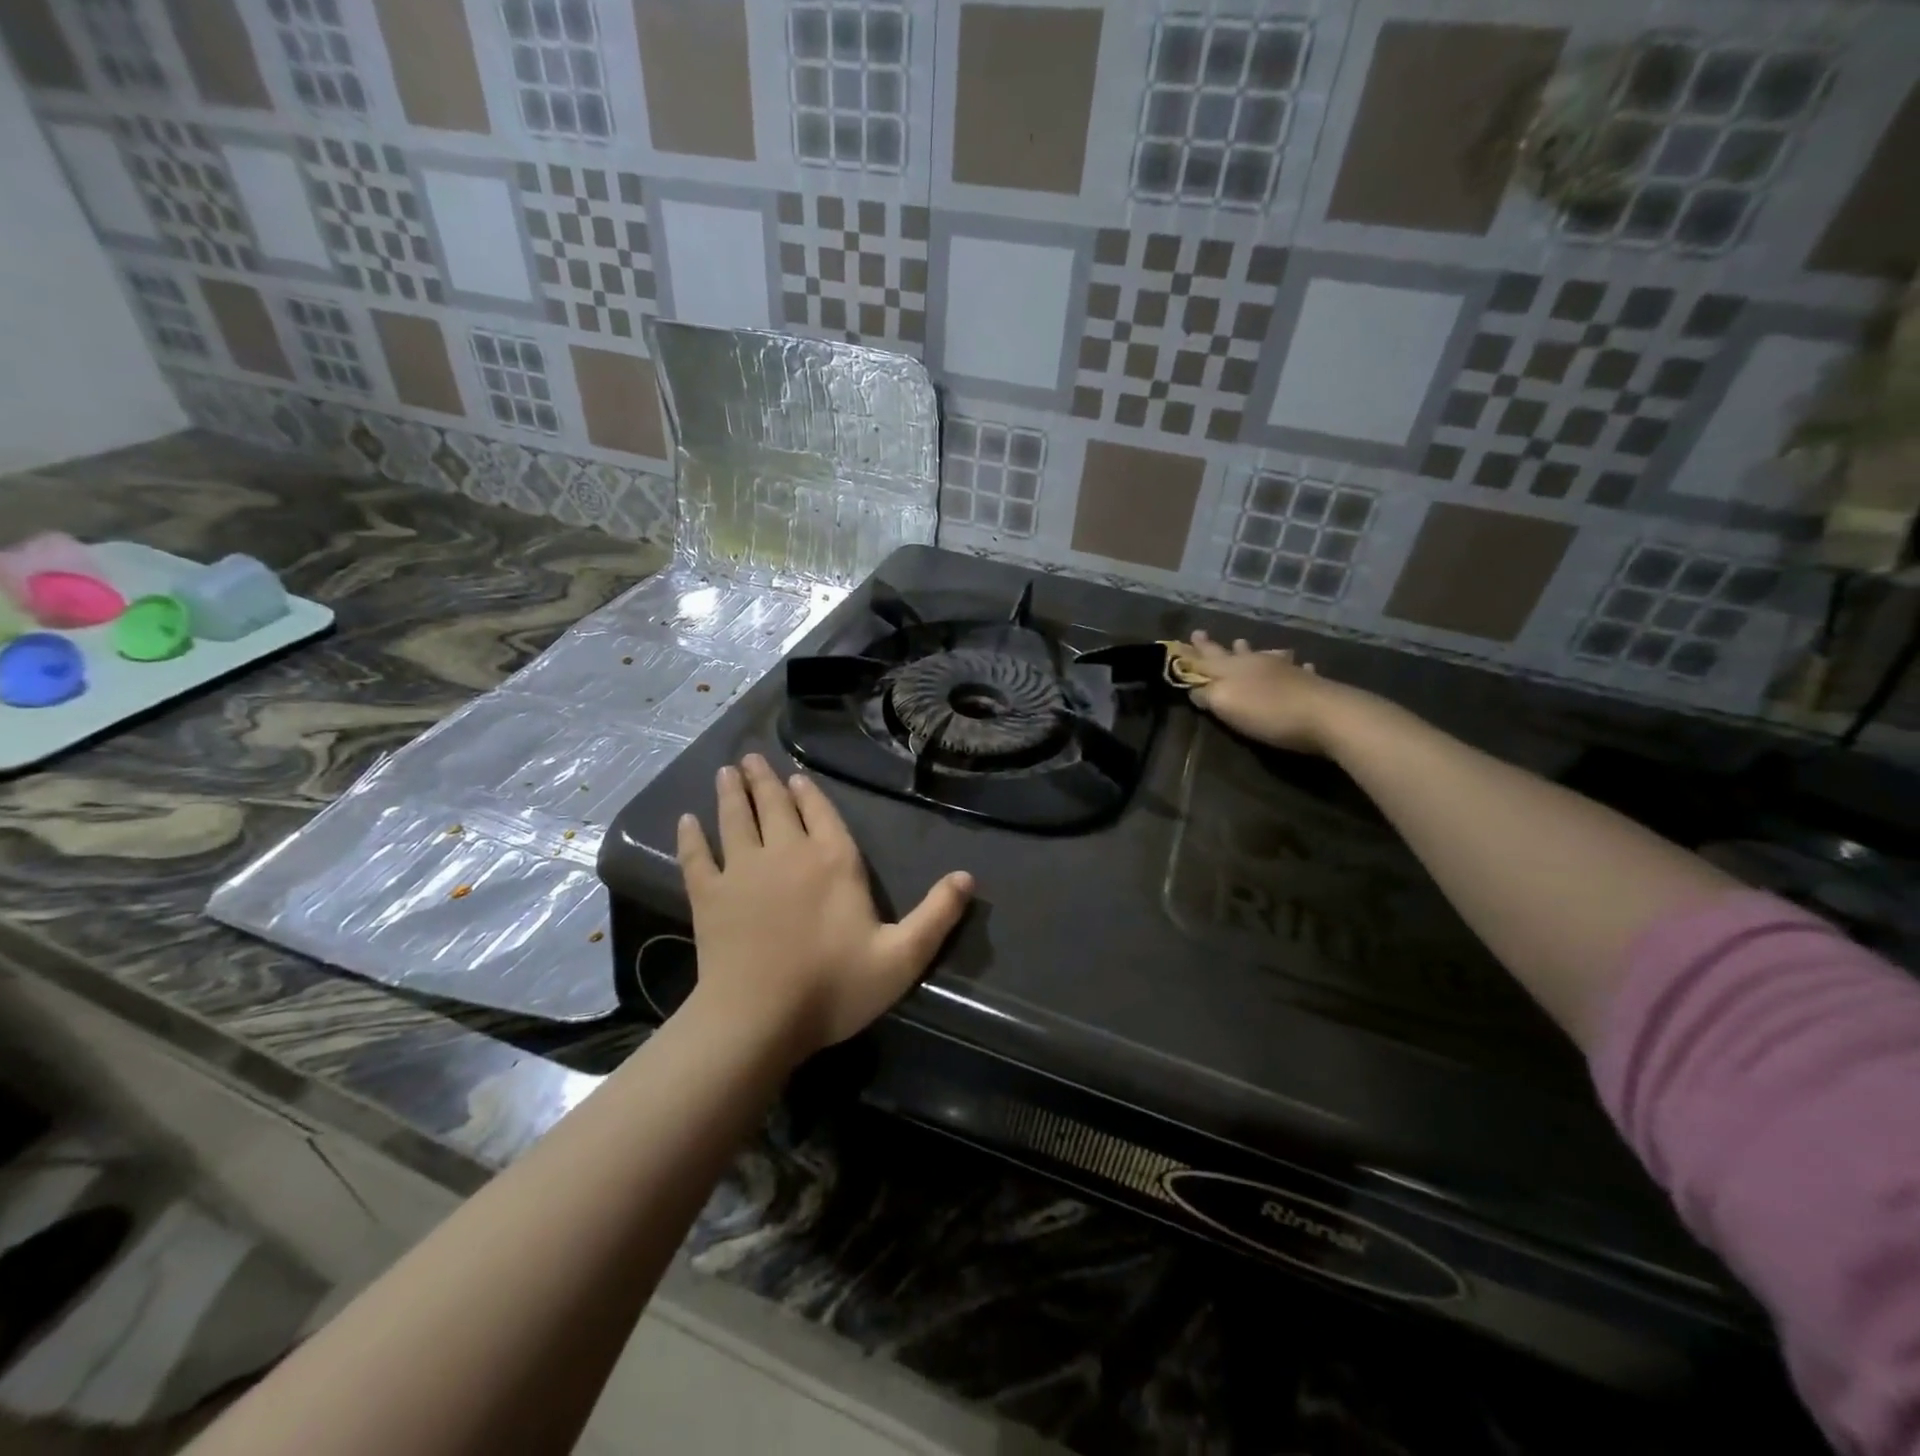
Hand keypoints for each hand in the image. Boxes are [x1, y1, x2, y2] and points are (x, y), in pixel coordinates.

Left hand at [676, 755, 972, 1058]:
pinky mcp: (708, 895)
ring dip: (731, 793)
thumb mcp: (901, 957)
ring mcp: (743, 871)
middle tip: (752, 758)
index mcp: (833, 861)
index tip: (794, 776)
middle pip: (775, 806)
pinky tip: (685, 821)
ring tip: (726, 771)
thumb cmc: (833, 987)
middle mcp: (787, 853)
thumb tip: (968, 877)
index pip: (822, 814)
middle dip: (765, 781)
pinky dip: (690, 837)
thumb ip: (936, 916)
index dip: (808, 793)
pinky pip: (696, 856)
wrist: (758, 1019)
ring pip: (735, 819)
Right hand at [1183, 631, 1354, 754]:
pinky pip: (1296, 668)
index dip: (1190, 654)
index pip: (1204, 660)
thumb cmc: (1269, 712)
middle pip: (1229, 654)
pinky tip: (1300, 664)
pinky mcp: (1308, 682)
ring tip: (1242, 642)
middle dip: (1212, 647)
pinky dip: (1292, 665)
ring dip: (1251, 649)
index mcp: (1232, 670)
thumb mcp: (1226, 705)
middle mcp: (1255, 663)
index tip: (1178, 642)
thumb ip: (1206, 695)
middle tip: (1200, 633)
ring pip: (1262, 655)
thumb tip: (1192, 687)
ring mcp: (1284, 670)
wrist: (1326, 715)